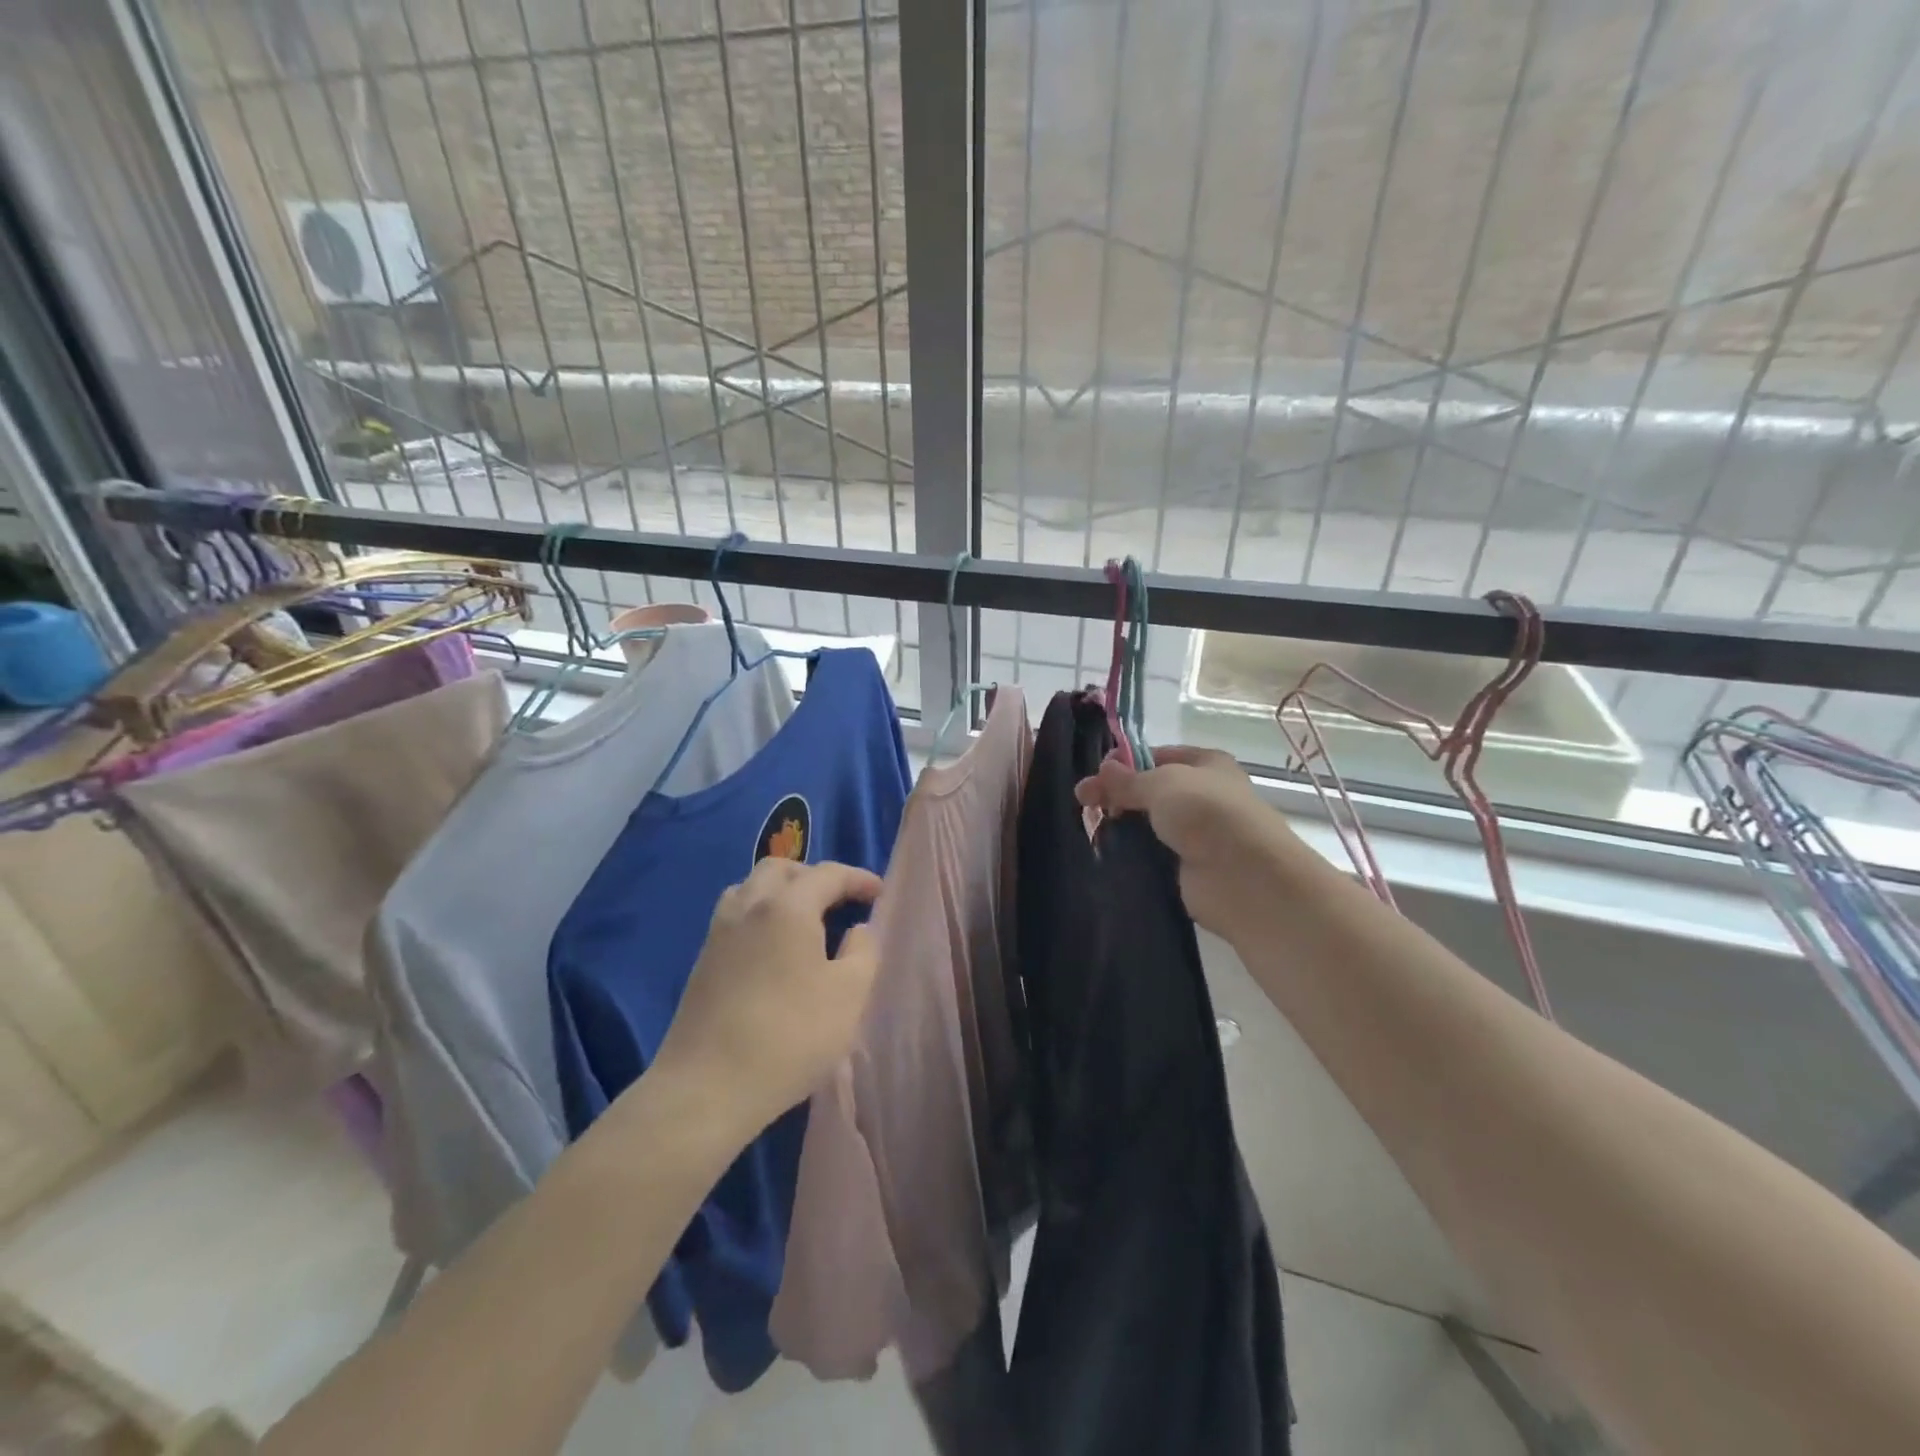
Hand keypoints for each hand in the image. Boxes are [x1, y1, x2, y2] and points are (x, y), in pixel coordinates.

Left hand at [652, 857, 883, 1137]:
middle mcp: (748, 906)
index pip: (827, 874)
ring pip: (750, 888)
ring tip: (804, 920)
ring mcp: (719, 933)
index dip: (858, 879)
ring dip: (780, 892)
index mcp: (787, 907)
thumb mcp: (849, 995)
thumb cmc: (790, 1036)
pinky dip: (759, 915)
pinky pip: (735, 916)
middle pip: (780, 869)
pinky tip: (773, 949)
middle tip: (839, 901)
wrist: (707, 1087)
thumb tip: (857, 929)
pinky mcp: (702, 961)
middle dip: (813, 876)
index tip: (880, 894)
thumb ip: (863, 951)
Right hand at [1075, 745, 1296, 937]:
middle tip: (1082, 802)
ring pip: (1150, 823)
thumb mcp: (1162, 784)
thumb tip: (1101, 770)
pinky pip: (1152, 854)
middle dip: (1118, 793)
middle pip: (1151, 790)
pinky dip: (1132, 854)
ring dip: (1122, 825)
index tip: (1096, 774)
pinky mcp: (1188, 867)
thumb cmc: (1207, 814)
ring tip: (1090, 828)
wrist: (1244, 877)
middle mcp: (1204, 795)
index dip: (1126, 761)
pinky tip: (1107, 853)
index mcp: (1206, 764)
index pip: (1158, 755)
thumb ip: (1128, 779)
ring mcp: (1198, 834)